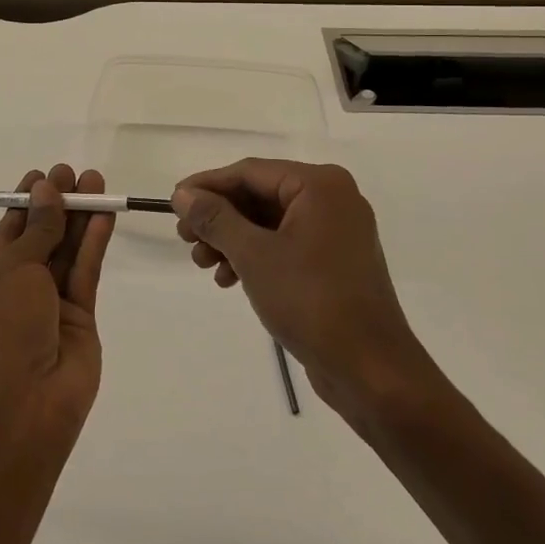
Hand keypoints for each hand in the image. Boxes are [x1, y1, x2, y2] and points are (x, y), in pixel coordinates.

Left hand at [0, 164, 115, 449]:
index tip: (44, 175)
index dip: (27, 202)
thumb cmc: (0, 330)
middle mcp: (18, 290)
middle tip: (76, 173)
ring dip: (80, 217)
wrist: (19, 408)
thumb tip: (46, 190)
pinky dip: (94, 243)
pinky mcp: (82, 320)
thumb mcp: (12, 270)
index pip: (10, 231)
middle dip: (58, 204)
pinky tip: (104, 215)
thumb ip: (38, 230)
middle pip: (43, 237)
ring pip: (68, 252)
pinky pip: (86, 273)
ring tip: (96, 181)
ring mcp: (50, 307)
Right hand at [173, 159, 433, 414]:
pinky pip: (286, 244)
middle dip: (219, 218)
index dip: (207, 186)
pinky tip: (230, 278)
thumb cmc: (312, 301)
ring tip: (203, 264)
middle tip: (185, 240)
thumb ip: (215, 218)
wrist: (372, 371)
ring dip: (233, 239)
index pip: (250, 172)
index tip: (173, 204)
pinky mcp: (335, 261)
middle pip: (259, 195)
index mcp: (320, 185)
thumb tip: (183, 194)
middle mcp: (332, 198)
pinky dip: (256, 256)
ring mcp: (337, 231)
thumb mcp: (254, 255)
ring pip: (270, 222)